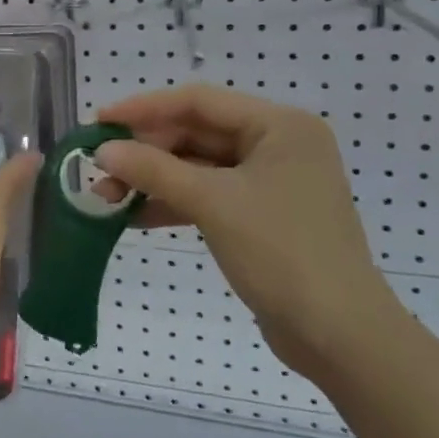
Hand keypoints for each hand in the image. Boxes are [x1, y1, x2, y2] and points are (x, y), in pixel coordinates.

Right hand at [93, 85, 407, 381]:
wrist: (340, 335)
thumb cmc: (282, 252)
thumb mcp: (212, 203)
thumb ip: (154, 170)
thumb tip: (102, 150)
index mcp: (279, 126)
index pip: (199, 102)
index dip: (144, 108)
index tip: (99, 121)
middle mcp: (278, 145)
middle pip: (197, 133)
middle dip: (146, 151)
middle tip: (98, 166)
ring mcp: (271, 182)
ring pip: (198, 167)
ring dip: (154, 179)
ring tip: (107, 195)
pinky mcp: (261, 216)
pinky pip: (208, 195)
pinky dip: (173, 202)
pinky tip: (135, 216)